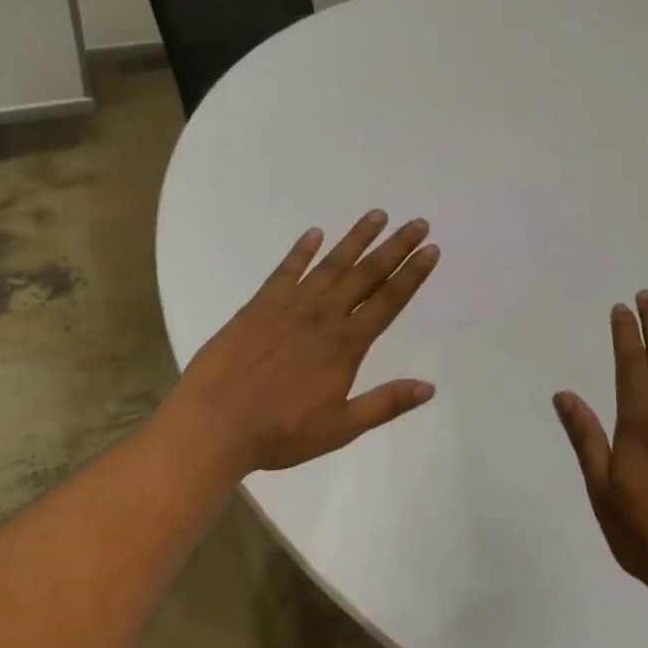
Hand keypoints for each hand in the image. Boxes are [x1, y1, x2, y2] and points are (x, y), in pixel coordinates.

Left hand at [170, 210, 440, 477]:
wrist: (216, 422)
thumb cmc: (281, 432)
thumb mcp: (340, 428)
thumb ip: (385, 404)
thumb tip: (429, 387)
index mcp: (346, 344)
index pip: (389, 301)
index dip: (413, 274)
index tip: (431, 250)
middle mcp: (323, 315)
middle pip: (366, 274)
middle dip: (395, 247)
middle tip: (417, 222)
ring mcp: (289, 305)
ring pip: (331, 264)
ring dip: (356, 239)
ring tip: (376, 215)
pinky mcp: (259, 304)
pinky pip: (285, 270)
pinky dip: (301, 250)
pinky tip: (314, 234)